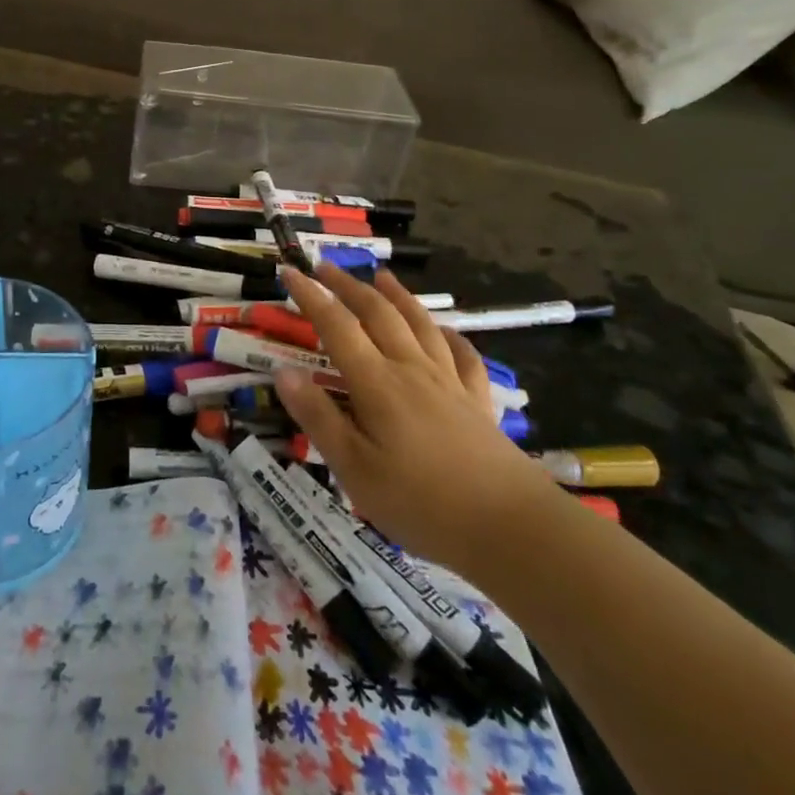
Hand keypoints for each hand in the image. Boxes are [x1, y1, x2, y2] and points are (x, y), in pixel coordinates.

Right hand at [273, 264, 554, 574]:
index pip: (336, 326)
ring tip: (382, 276)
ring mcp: (450, 382)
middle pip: (378, 314)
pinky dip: (450, 336)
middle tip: (325, 266)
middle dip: (349, 286)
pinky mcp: (479, 402)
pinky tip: (446, 330)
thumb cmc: (421, 502)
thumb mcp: (354, 469)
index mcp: (377, 383)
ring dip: (398, 296)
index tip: (290, 272)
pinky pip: (464, 356)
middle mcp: (412, 369)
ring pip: (420, 324)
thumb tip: (283, 372)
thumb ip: (318, 417)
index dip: (311, 296)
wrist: (511, 528)